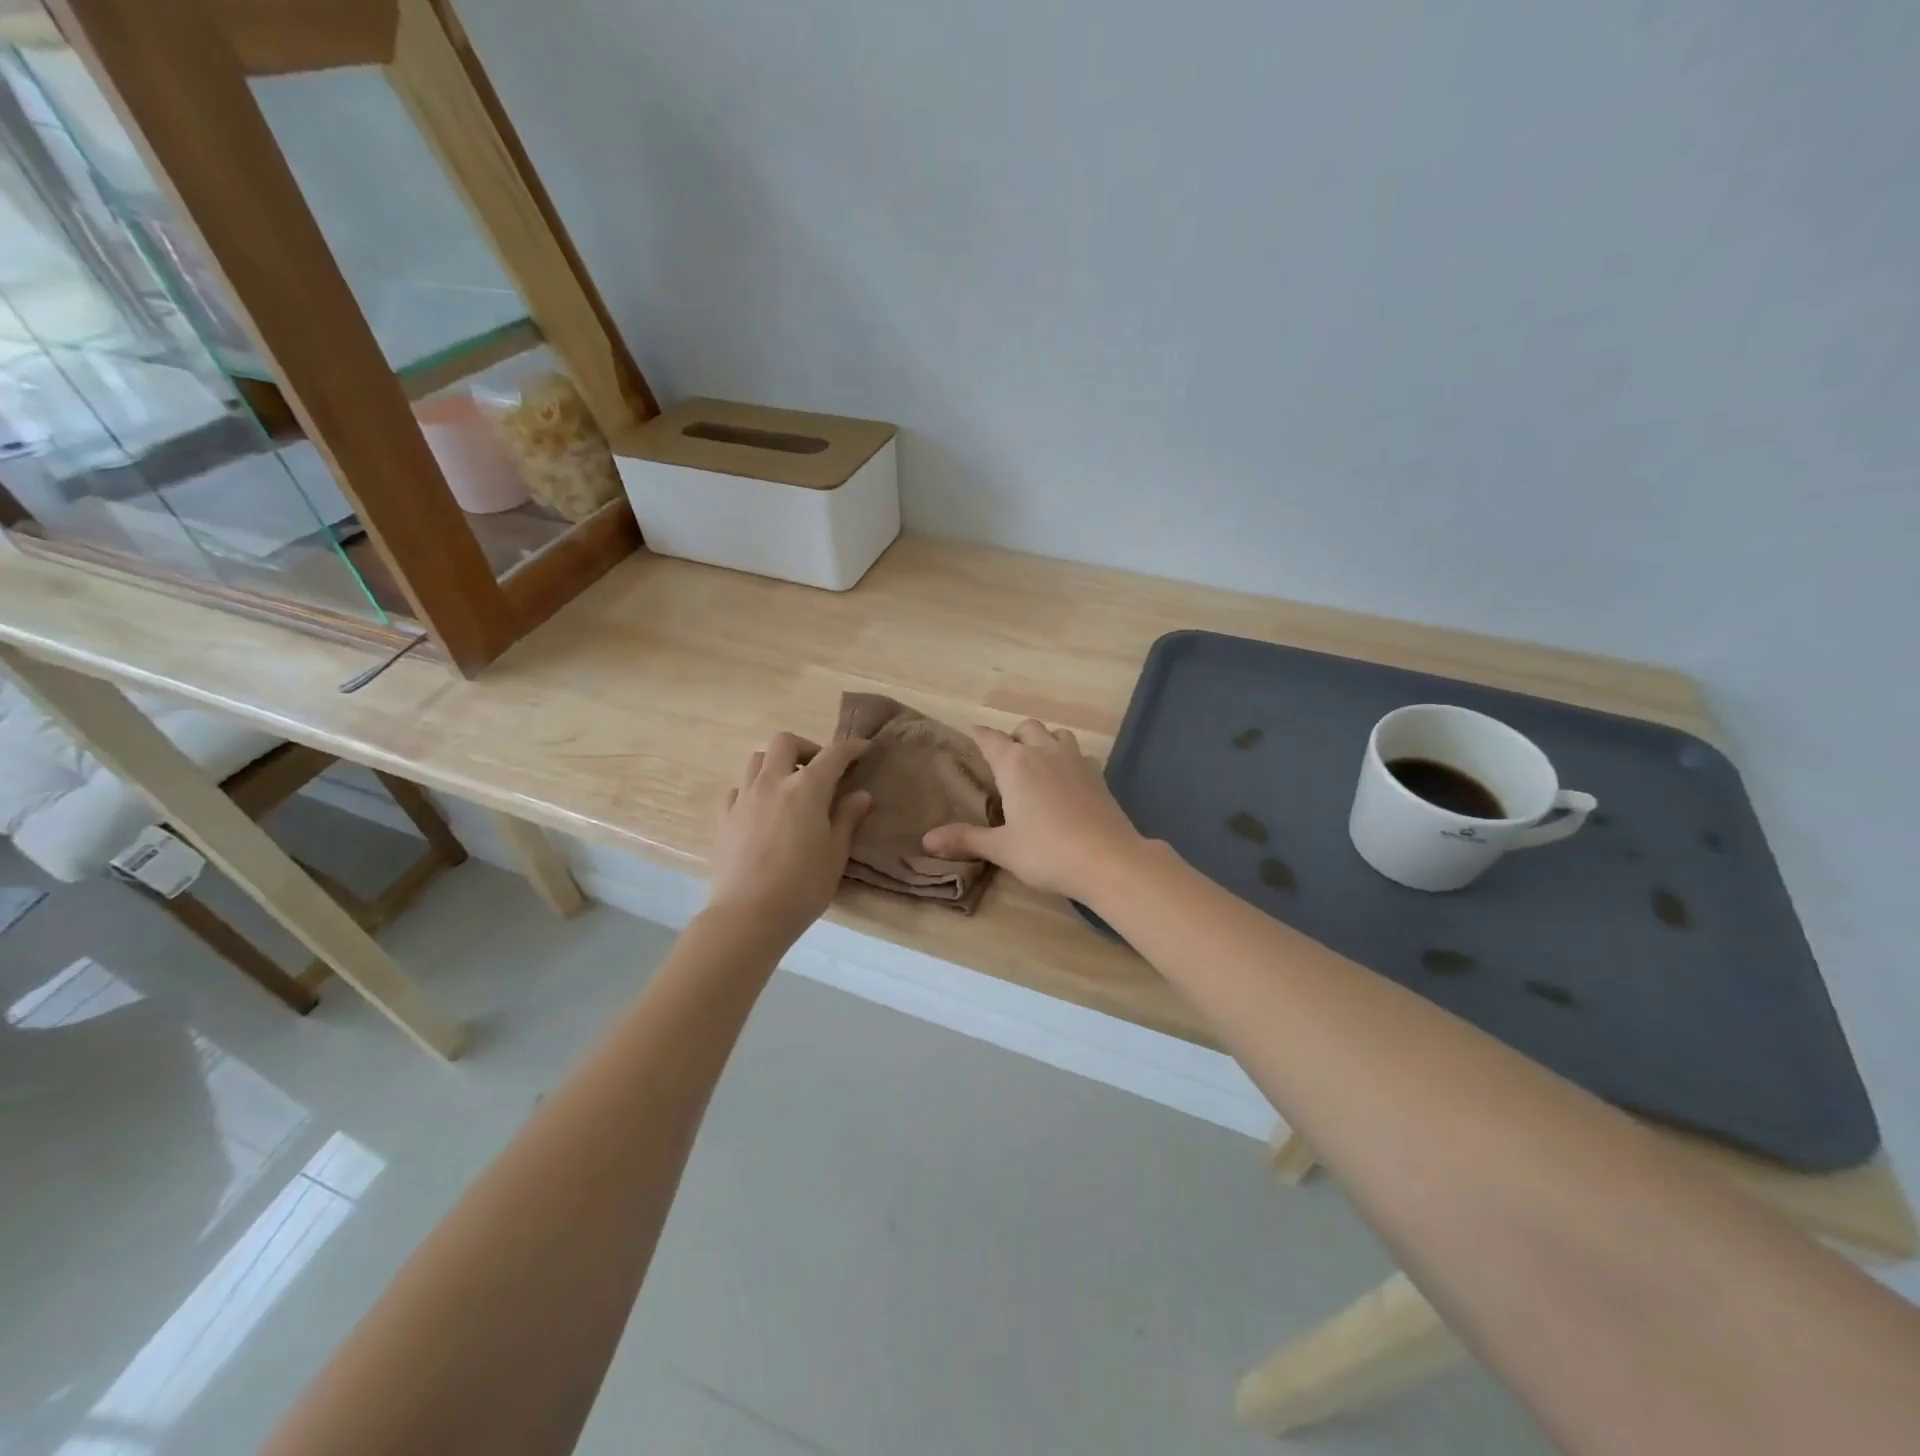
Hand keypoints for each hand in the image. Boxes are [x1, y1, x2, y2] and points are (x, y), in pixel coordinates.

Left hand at [706, 732, 871, 941]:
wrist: (748, 916)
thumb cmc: (803, 885)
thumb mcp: (836, 853)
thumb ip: (847, 818)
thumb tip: (860, 794)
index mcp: (806, 788)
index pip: (833, 754)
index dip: (851, 748)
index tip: (864, 749)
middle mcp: (773, 783)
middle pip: (785, 742)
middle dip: (806, 748)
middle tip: (820, 770)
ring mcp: (744, 798)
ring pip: (757, 760)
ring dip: (777, 764)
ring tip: (790, 788)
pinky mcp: (725, 818)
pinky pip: (739, 789)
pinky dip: (754, 790)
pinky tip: (763, 811)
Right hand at [922, 720, 1147, 902]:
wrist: (1108, 859)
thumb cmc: (1046, 851)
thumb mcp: (1002, 848)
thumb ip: (965, 839)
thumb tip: (926, 840)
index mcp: (1015, 764)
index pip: (991, 738)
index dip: (980, 736)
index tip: (973, 736)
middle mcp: (1044, 752)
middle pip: (1026, 728)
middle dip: (1014, 737)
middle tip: (1006, 761)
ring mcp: (1075, 760)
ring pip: (1057, 734)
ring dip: (1045, 741)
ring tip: (1038, 765)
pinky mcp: (1098, 775)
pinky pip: (1079, 754)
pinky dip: (1068, 759)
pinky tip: (1067, 782)